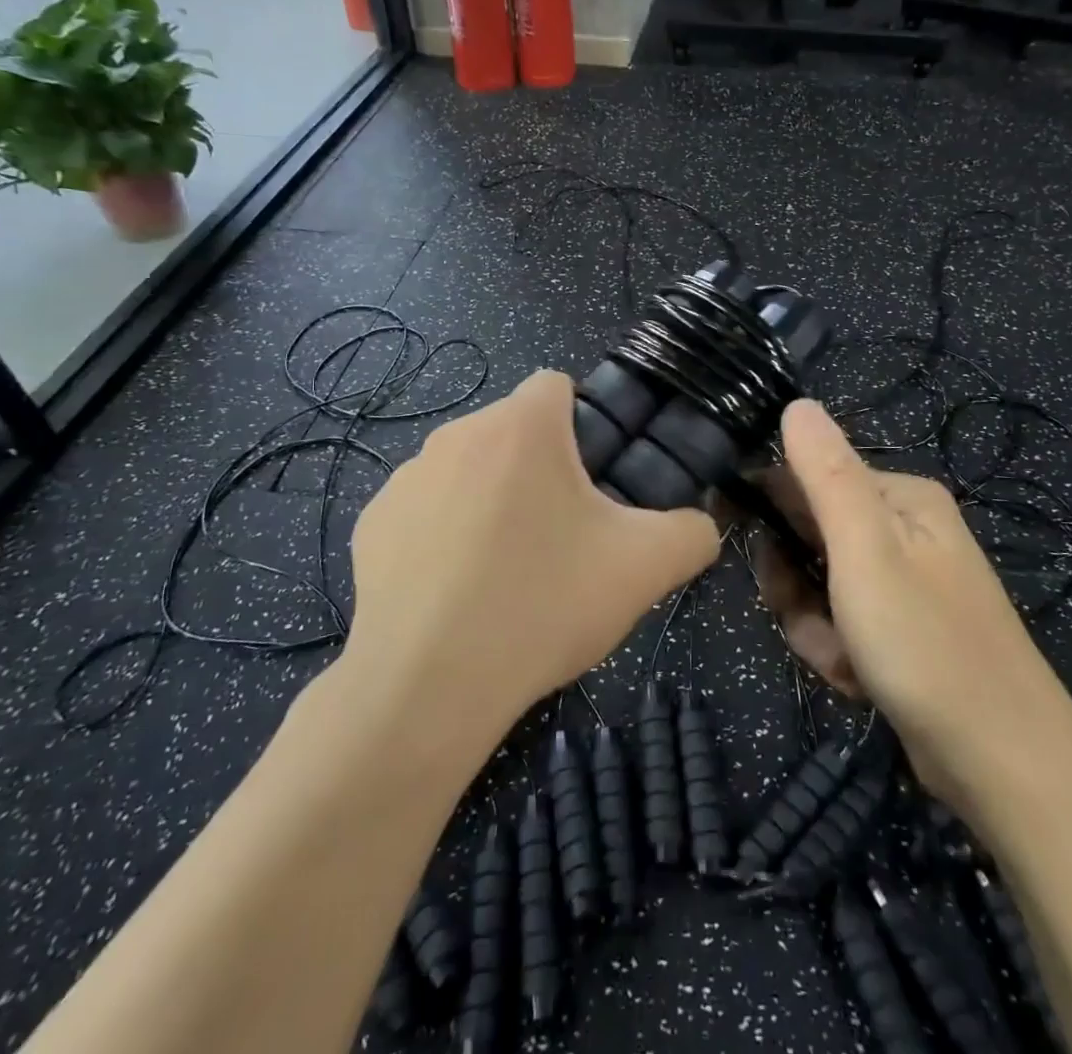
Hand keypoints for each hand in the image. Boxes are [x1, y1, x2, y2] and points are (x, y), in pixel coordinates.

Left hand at [341, 370, 720, 750]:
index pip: (557, 384)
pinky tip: (455, 591)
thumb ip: (693, 532)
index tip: (593, 481)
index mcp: (521, 426)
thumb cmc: (543, 605)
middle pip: (515, 431)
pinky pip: (426, 509)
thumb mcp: (645, 568)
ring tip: (507, 572)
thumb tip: (699, 527)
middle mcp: (457, 433)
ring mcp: (406, 478)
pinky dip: (445, 534)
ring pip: (469, 469)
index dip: (584, 424)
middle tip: (562, 537)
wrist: (428, 687)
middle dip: (541, 468)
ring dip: (493, 499)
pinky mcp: (372, 523)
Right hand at [753, 399, 1053, 802]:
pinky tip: (857, 682)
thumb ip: (826, 473)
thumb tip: (796, 403)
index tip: (753, 554)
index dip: (770, 511)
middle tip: (814, 622)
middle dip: (797, 586)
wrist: (1004, 764)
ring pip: (818, 587)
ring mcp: (905, 583)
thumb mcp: (865, 549)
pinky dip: (837, 652)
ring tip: (843, 661)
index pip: (807, 478)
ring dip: (815, 626)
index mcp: (899, 497)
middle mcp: (904, 530)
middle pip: (810, 536)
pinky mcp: (903, 630)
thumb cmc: (926, 644)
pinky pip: (841, 624)